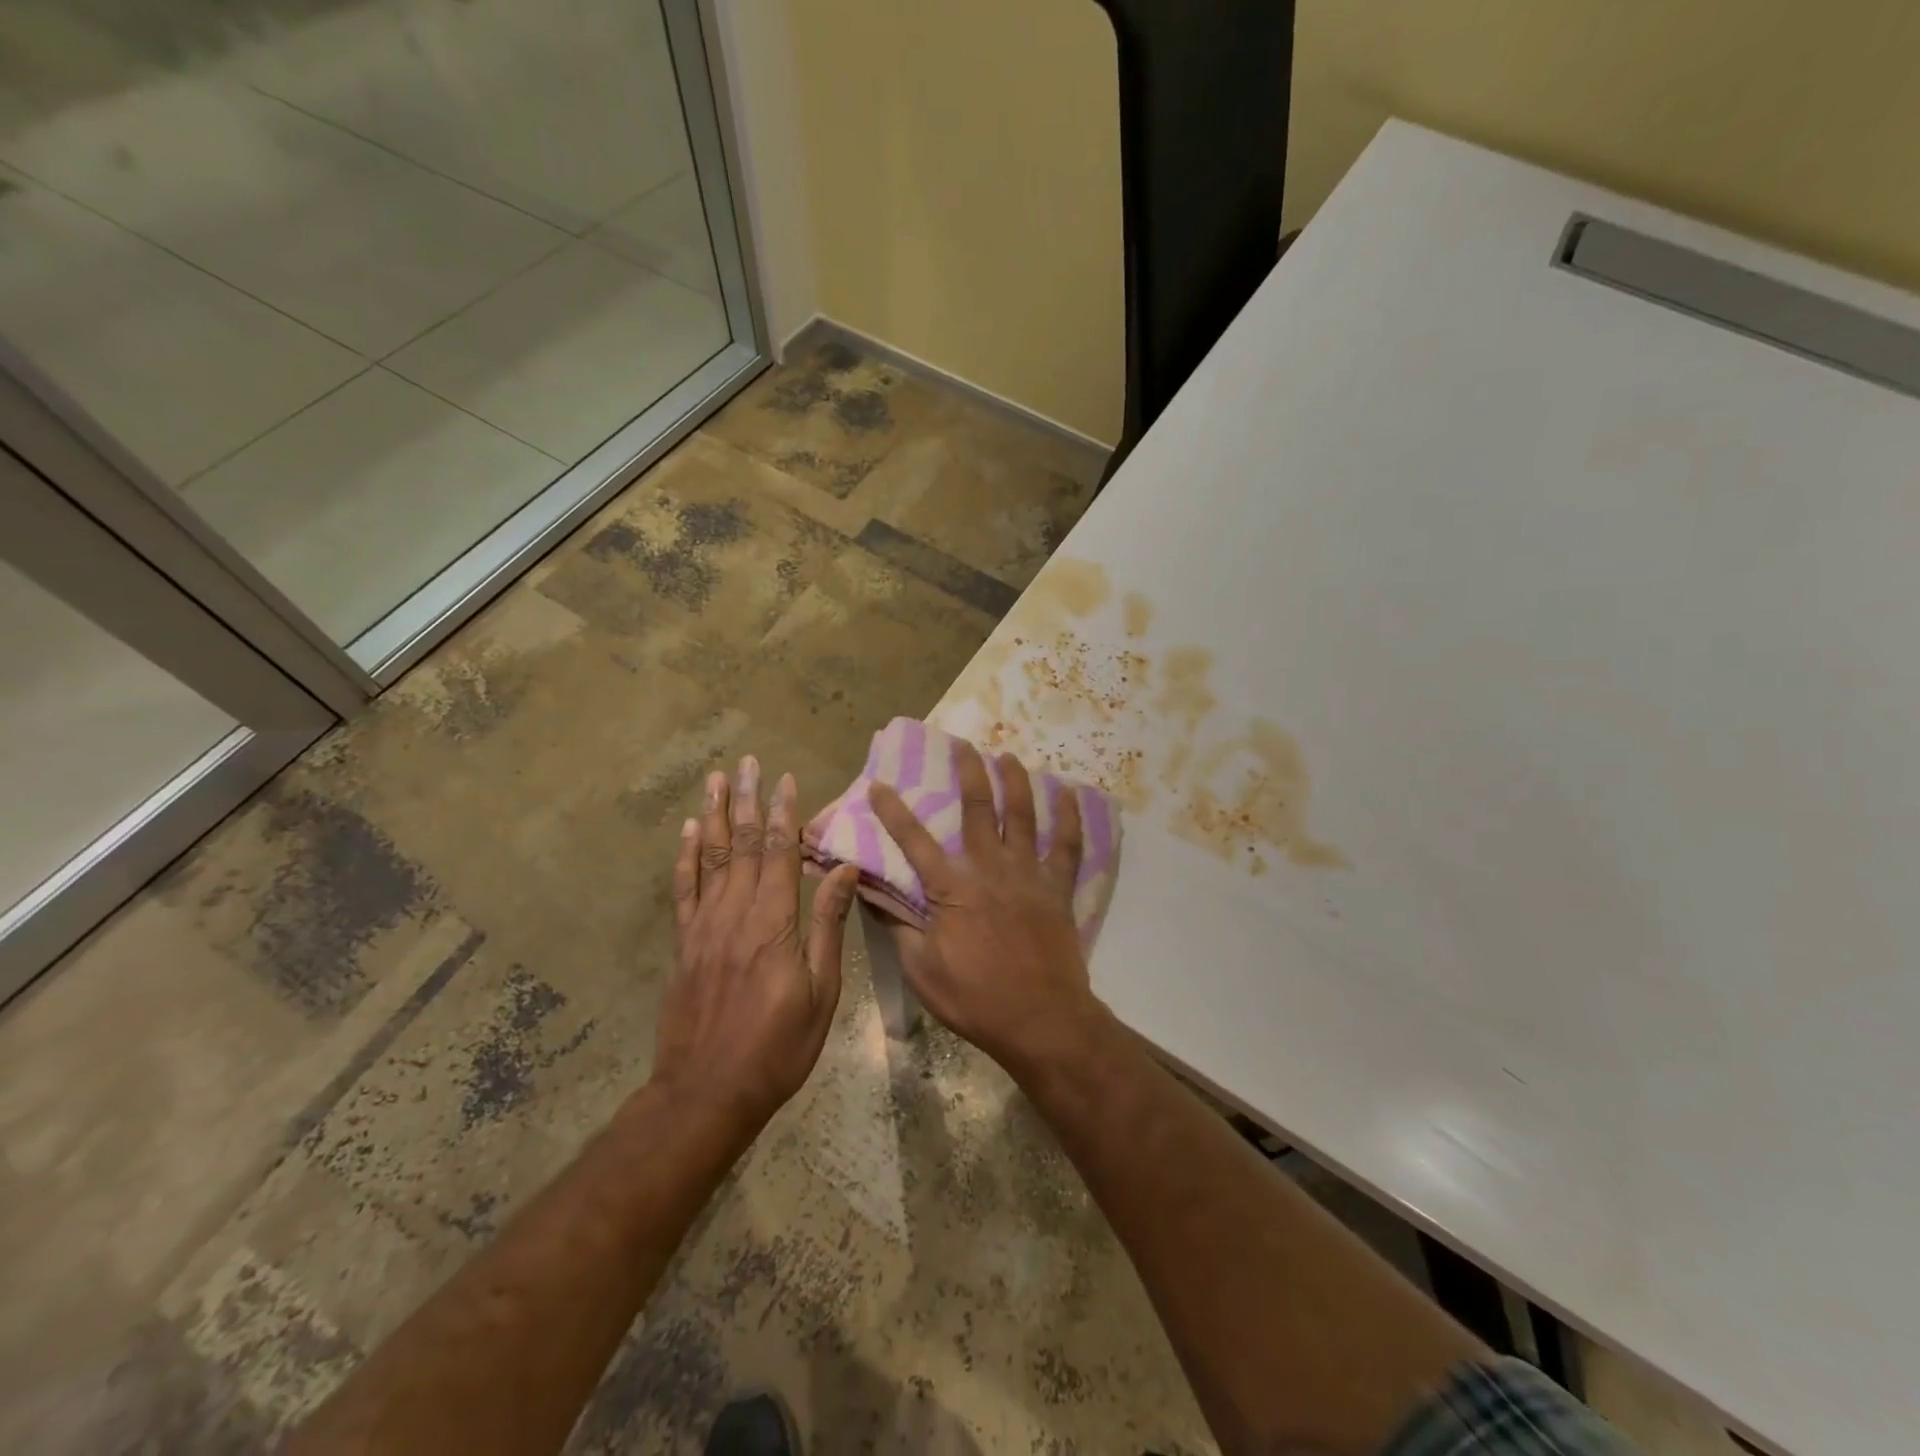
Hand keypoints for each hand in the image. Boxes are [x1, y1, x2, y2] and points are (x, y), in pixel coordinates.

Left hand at [655, 756, 859, 1128]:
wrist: (707, 1093)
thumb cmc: (778, 1047)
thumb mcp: (821, 992)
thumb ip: (828, 926)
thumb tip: (842, 870)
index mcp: (773, 925)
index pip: (780, 855)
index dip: (784, 815)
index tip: (786, 780)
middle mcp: (735, 915)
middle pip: (742, 846)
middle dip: (747, 801)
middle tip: (748, 762)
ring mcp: (704, 928)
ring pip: (709, 858)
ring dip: (714, 815)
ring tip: (716, 779)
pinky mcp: (684, 944)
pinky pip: (683, 891)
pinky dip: (685, 857)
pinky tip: (689, 831)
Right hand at [867, 741, 1101, 1071]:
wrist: (1041, 1020)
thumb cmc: (975, 998)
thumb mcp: (922, 969)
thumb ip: (899, 926)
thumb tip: (869, 894)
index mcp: (951, 888)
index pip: (914, 841)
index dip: (894, 811)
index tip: (879, 783)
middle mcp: (990, 869)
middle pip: (977, 810)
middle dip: (969, 774)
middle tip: (964, 745)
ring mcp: (1028, 875)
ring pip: (1022, 816)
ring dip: (1015, 782)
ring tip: (1008, 756)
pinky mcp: (1057, 889)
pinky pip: (1067, 846)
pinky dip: (1069, 819)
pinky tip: (1069, 796)